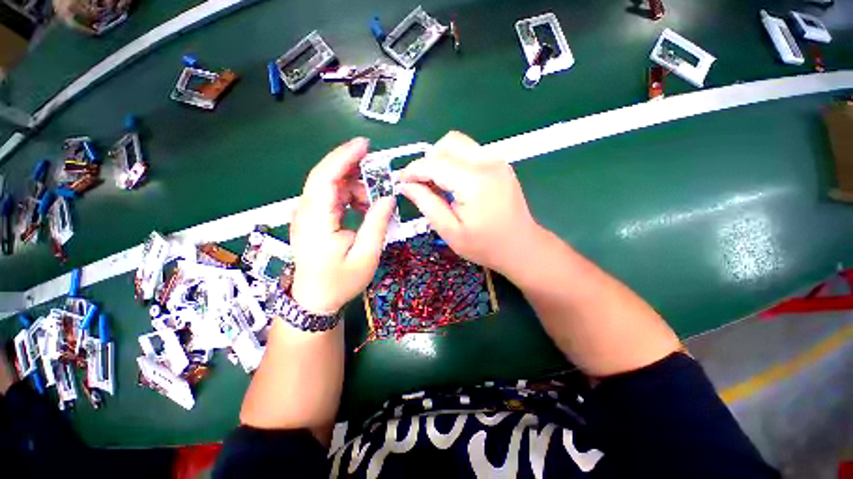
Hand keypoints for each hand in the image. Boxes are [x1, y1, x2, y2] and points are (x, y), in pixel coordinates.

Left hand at [290, 138, 395, 314]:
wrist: (315, 300)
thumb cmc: (340, 281)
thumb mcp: (366, 255)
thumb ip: (377, 224)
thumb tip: (388, 197)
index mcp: (317, 220)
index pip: (325, 177)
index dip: (344, 157)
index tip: (365, 145)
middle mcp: (307, 211)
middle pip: (326, 176)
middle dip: (354, 169)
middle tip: (379, 173)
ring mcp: (308, 214)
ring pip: (330, 186)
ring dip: (355, 186)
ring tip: (375, 199)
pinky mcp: (313, 219)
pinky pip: (332, 197)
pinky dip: (350, 196)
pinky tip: (364, 206)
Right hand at [399, 131, 540, 277]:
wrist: (521, 247)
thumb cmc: (485, 245)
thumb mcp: (450, 231)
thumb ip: (426, 204)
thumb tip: (406, 186)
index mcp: (474, 181)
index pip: (435, 163)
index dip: (414, 170)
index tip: (401, 181)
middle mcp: (488, 162)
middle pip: (448, 143)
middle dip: (429, 160)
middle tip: (422, 184)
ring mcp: (497, 161)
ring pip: (460, 144)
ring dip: (442, 160)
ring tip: (438, 185)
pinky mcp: (500, 165)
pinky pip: (471, 153)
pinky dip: (456, 163)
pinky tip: (454, 184)